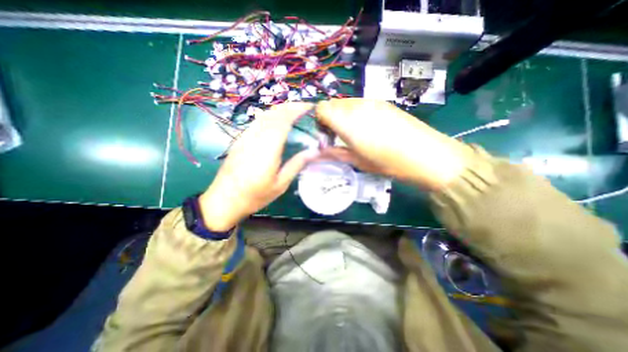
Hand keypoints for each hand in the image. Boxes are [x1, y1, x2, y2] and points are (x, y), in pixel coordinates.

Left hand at [200, 103, 319, 231]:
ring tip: (293, 112)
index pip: (283, 120)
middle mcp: (255, 138)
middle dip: (290, 106)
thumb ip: (296, 165)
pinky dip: (270, 116)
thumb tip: (313, 152)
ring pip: (264, 115)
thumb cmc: (254, 196)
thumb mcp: (280, 185)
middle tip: (304, 108)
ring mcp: (245, 137)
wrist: (224, 200)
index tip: (309, 106)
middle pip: (273, 114)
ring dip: (280, 110)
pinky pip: (257, 122)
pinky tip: (276, 122)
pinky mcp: (239, 140)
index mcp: (268, 149)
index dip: (296, 110)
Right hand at [317, 98, 473, 190]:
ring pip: (346, 102)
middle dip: (329, 118)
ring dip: (342, 115)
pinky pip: (360, 103)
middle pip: (332, 104)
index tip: (324, 134)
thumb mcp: (357, 161)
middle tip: (336, 135)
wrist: (425, 154)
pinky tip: (367, 127)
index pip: (321, 109)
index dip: (318, 120)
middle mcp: (356, 106)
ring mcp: (371, 101)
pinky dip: (355, 112)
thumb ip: (334, 153)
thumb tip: (316, 152)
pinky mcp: (383, 102)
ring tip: (352, 132)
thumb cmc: (388, 162)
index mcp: (347, 121)